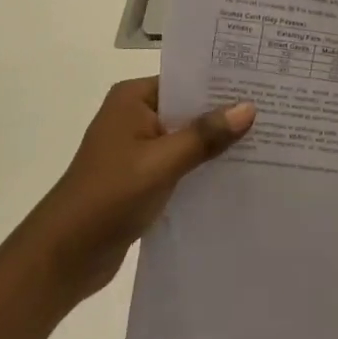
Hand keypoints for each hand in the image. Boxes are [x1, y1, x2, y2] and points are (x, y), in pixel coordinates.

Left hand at [32, 78, 254, 306]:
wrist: (62, 259)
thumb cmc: (108, 198)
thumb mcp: (161, 163)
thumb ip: (204, 135)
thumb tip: (249, 107)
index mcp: (133, 98)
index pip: (186, 79)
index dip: (223, 82)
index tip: (264, 83)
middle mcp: (135, 115)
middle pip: (189, 107)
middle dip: (225, 113)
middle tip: (275, 109)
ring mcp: (138, 148)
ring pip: (187, 137)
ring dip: (216, 142)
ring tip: (266, 139)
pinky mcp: (142, 177)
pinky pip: (181, 162)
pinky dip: (203, 166)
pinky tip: (238, 172)